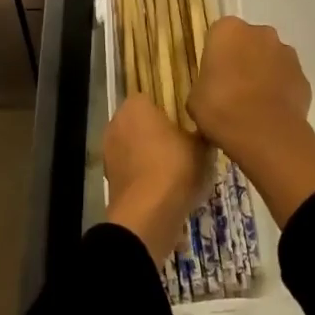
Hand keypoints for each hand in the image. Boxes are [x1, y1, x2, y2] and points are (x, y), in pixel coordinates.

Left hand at [103, 94, 209, 259]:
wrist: (148, 216)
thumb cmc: (175, 167)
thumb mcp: (202, 147)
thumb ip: (201, 133)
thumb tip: (205, 131)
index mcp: (135, 105)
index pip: (152, 98)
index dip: (170, 111)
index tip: (186, 123)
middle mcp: (116, 123)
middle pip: (142, 124)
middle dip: (159, 134)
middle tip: (184, 147)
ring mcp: (109, 153)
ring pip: (136, 149)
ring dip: (151, 158)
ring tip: (178, 173)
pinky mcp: (110, 180)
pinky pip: (133, 172)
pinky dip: (146, 179)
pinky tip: (166, 191)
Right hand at [189, 17, 314, 227]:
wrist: (264, 134)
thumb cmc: (220, 107)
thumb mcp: (195, 97)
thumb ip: (205, 84)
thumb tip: (211, 91)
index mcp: (228, 29)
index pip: (219, 35)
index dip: (216, 56)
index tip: (213, 77)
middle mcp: (260, 32)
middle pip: (248, 42)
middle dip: (243, 60)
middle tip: (232, 90)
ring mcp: (286, 53)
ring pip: (271, 59)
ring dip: (264, 74)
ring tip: (253, 106)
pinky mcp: (303, 77)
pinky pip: (287, 80)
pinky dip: (280, 92)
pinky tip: (271, 114)